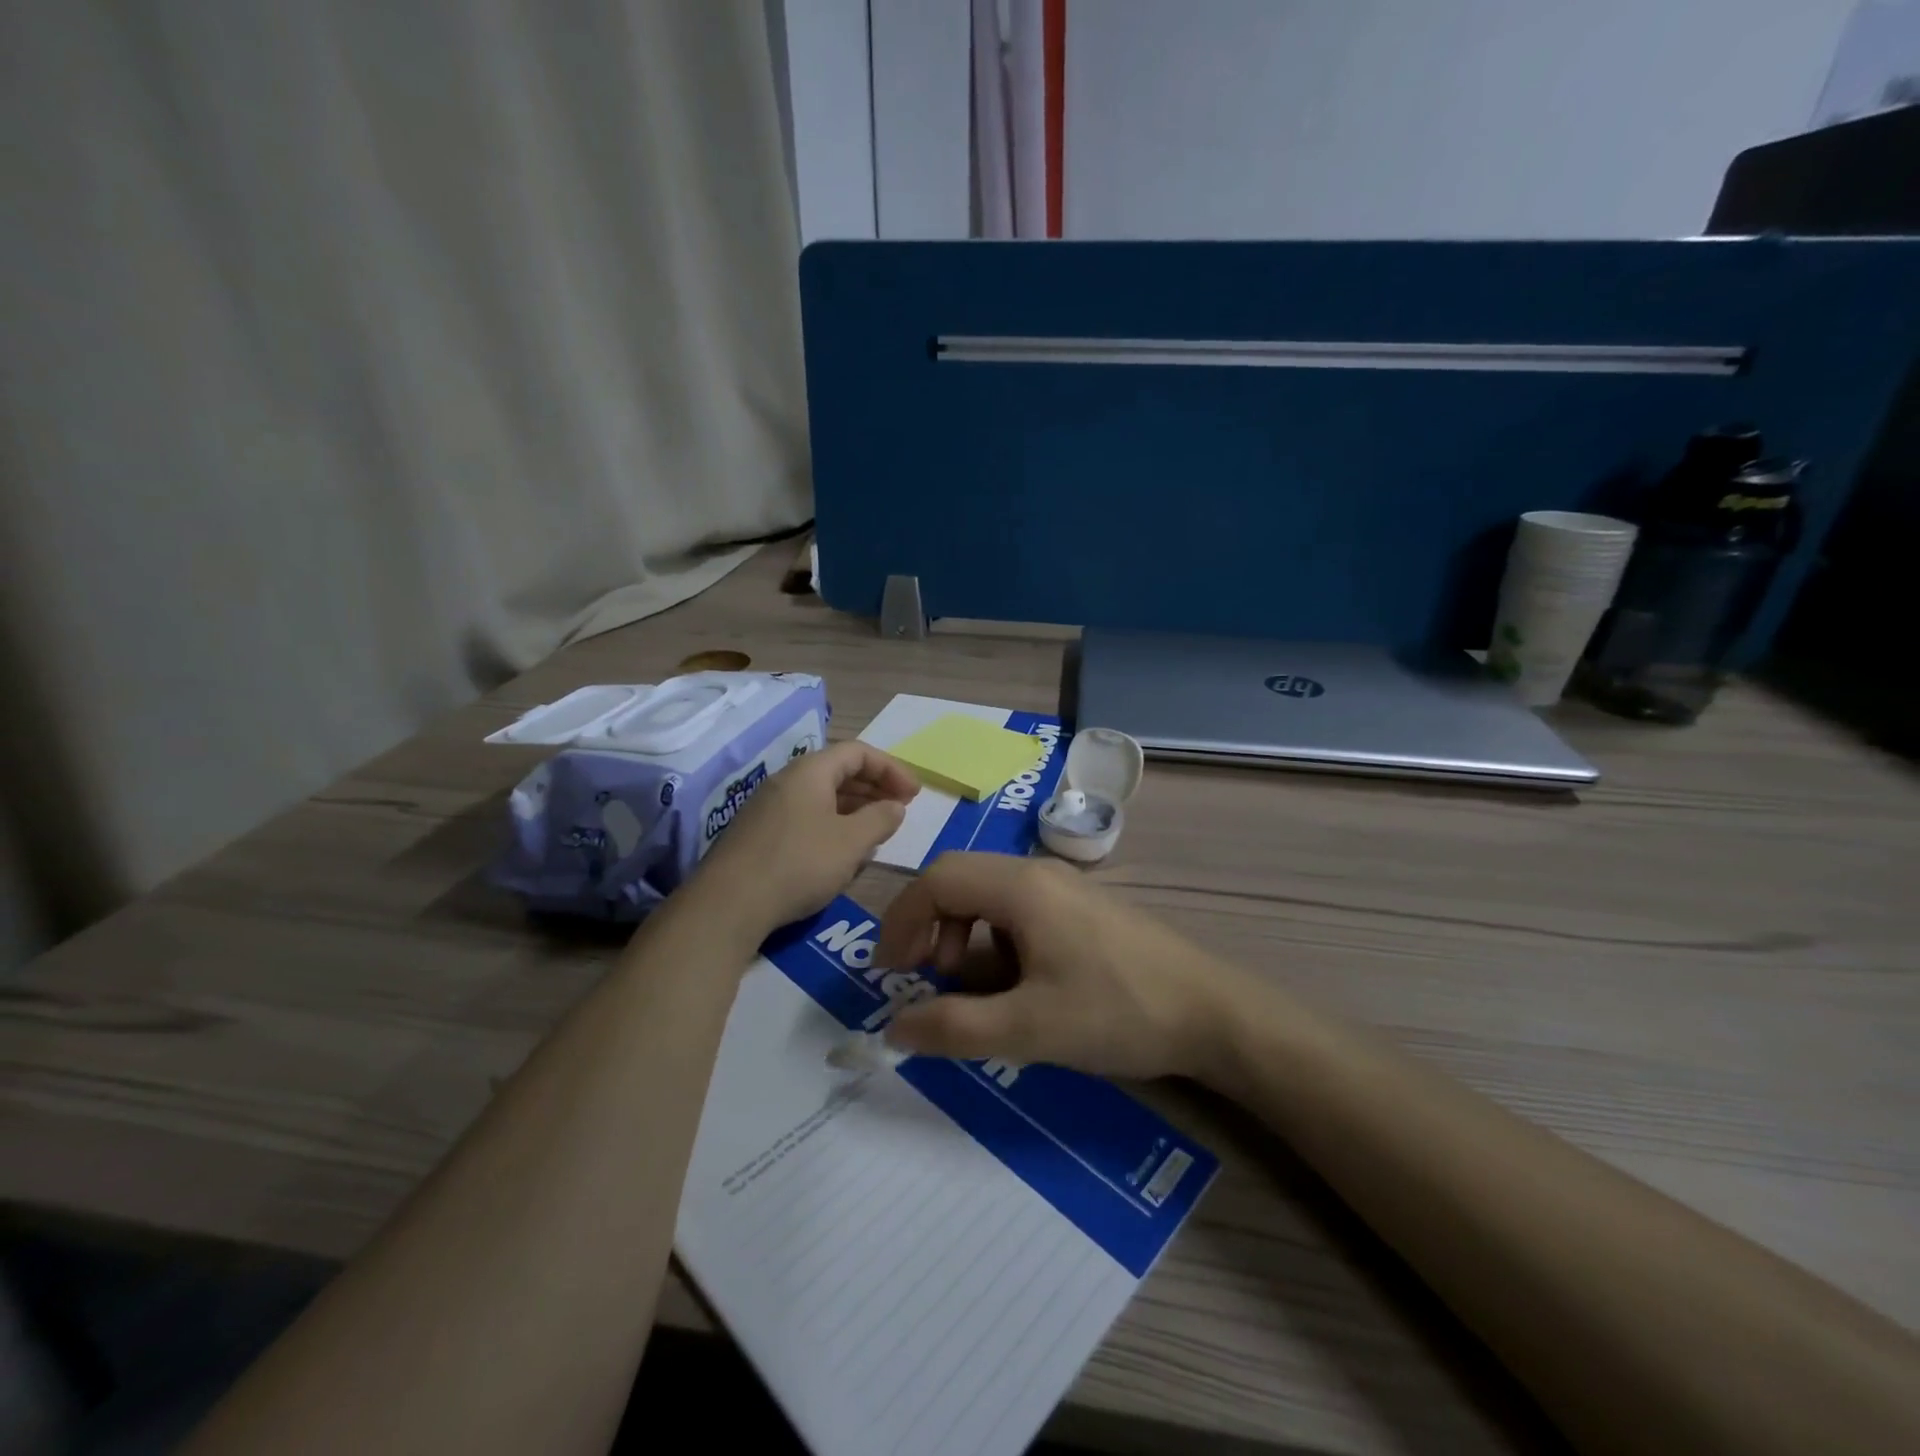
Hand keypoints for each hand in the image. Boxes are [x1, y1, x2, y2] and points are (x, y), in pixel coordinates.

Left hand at [698, 740, 918, 935]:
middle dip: (874, 787)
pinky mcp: (758, 833)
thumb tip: (895, 806)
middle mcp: (786, 780)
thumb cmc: (799, 864)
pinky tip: (841, 851)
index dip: (891, 768)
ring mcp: (768, 806)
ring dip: (854, 807)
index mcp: (810, 771)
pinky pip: (805, 816)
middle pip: (838, 771)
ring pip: (821, 796)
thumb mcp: (851, 842)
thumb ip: (880, 819)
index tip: (914, 794)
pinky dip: (832, 824)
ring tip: (877, 830)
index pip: (858, 752)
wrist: (728, 904)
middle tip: (899, 809)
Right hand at [874, 853, 1246, 1081]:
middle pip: (959, 879)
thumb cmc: (1117, 1012)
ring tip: (972, 988)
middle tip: (924, 979)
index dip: (902, 922)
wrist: (1212, 1012)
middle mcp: (1037, 873)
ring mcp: (1064, 888)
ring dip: (963, 935)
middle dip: (929, 927)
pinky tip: (1016, 984)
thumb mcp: (1028, 1029)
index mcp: (1020, 886)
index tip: (891, 973)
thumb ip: (954, 1028)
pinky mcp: (1081, 908)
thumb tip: (894, 1029)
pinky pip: (1018, 910)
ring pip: (988, 895)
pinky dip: (995, 941)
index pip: (937, 880)